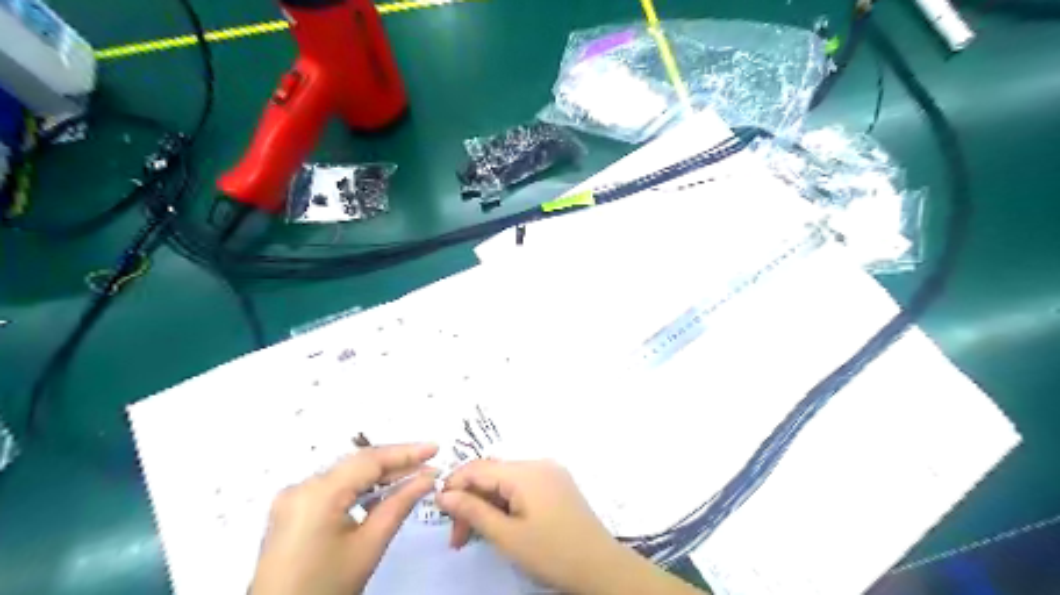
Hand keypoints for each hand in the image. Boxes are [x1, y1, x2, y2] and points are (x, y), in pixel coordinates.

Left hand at [250, 442, 438, 594]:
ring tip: (414, 477)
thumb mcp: (369, 546)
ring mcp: (293, 499)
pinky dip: (360, 489)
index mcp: (318, 492)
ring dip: (380, 476)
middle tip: (430, 465)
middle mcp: (301, 487)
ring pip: (346, 475)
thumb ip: (399, 505)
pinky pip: (333, 488)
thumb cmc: (327, 587)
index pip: (370, 460)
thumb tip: (427, 478)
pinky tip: (383, 493)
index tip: (435, 449)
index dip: (406, 452)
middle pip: (357, 465)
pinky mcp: (292, 511)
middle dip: (395, 464)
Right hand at [434, 461, 632, 594]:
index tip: (438, 511)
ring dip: (487, 505)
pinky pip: (522, 486)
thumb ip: (474, 511)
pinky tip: (499, 525)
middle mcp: (538, 464)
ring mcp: (550, 473)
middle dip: (471, 502)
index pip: (479, 468)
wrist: (601, 567)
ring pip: (506, 482)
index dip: (454, 485)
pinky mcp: (557, 485)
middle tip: (457, 538)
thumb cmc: (552, 553)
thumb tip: (443, 494)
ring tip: (474, 537)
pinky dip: (506, 503)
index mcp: (526, 472)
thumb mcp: (507, 536)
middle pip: (492, 475)